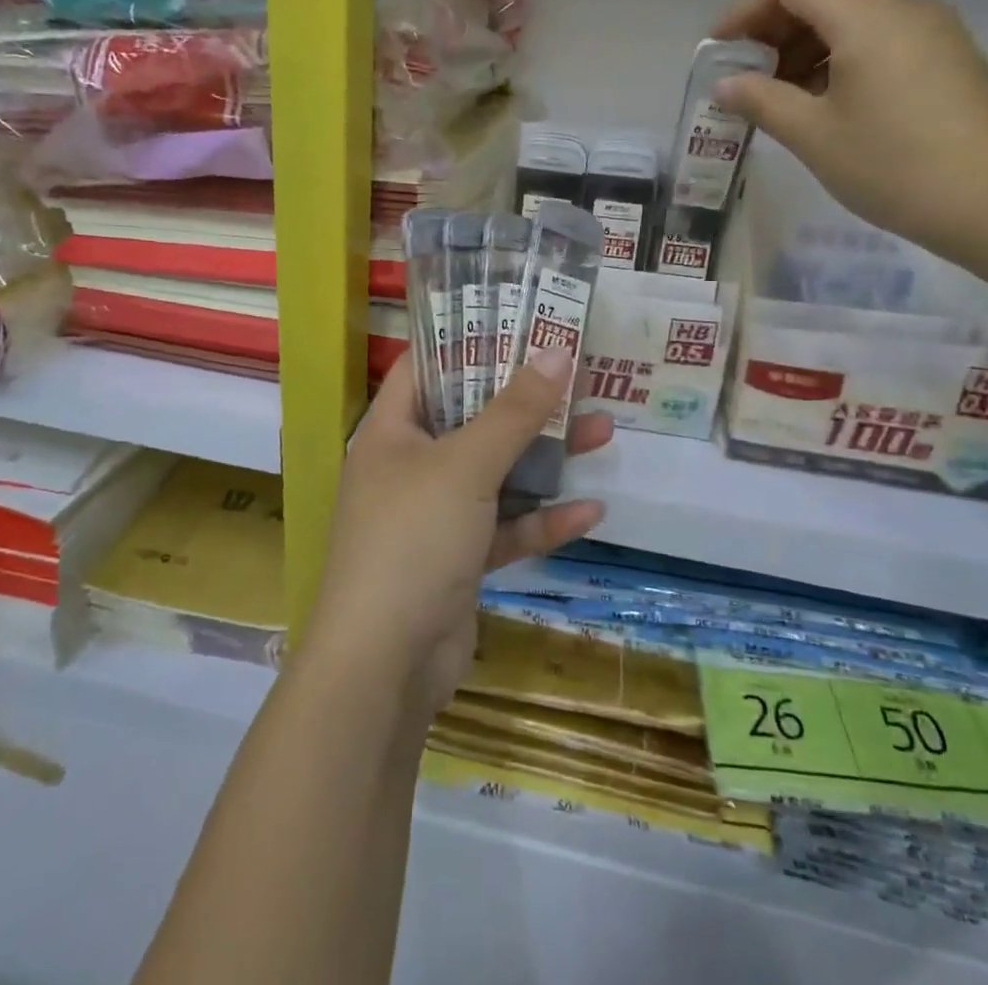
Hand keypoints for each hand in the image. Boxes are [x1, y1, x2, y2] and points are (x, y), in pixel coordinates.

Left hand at [303, 349, 610, 718]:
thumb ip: (513, 412)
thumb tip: (556, 352)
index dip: (468, 340)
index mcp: (392, 432)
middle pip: (472, 418)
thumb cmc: (412, 539)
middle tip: (577, 375)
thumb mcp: (466, 466)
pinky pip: (505, 528)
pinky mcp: (458, 560)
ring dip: (545, 458)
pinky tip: (590, 511)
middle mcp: (410, 467)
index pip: (426, 367)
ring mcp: (434, 516)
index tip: (518, 321)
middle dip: (526, 401)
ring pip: (497, 474)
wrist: (385, 666)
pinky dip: (541, 521)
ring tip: (602, 431)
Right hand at [712, 0, 987, 260]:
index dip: (745, 6)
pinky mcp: (944, 57)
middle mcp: (900, 6)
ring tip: (779, 99)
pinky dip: (836, 59)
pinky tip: (824, 106)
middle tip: (744, 81)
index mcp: (865, 14)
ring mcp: (929, 29)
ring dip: (802, 47)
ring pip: (848, 15)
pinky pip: (876, 38)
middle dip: (771, 29)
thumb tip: (727, 84)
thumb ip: (762, 100)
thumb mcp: (815, 136)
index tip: (722, 53)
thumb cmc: (897, 165)